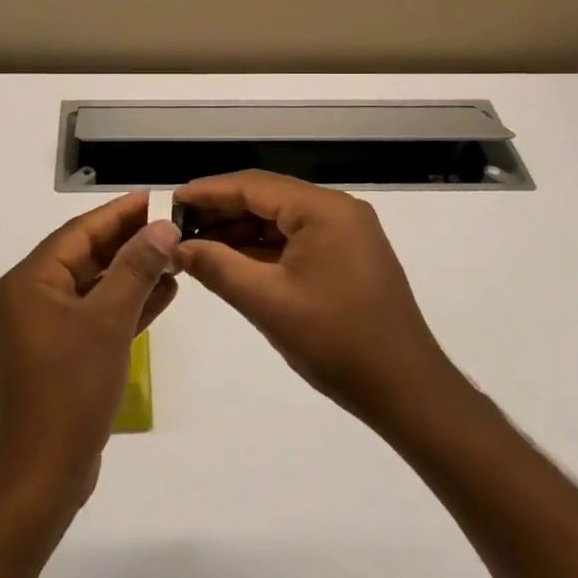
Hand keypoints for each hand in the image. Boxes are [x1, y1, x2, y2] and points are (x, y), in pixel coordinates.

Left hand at [0, 191, 179, 527]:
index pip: (79, 232)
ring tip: (175, 258)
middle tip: (172, 227)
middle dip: (130, 243)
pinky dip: (126, 305)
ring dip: (133, 273)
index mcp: (31, 281)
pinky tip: (162, 296)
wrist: (40, 476)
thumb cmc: (69, 389)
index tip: (154, 198)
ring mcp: (46, 329)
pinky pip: (96, 316)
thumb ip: (135, 269)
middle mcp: (33, 298)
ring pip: (95, 287)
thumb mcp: (107, 322)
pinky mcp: (61, 356)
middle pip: (87, 257)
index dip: (119, 213)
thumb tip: (162, 227)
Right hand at [174, 171, 465, 433]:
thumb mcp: (267, 302)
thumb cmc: (336, 342)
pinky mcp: (349, 258)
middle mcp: (338, 211)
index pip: (253, 186)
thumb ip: (217, 267)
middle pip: (268, 199)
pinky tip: (232, 262)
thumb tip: (177, 247)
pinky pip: (297, 241)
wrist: (407, 391)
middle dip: (222, 212)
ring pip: (281, 221)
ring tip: (197, 246)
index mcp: (324, 211)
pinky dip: (264, 249)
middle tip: (178, 228)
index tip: (170, 201)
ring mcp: (347, 234)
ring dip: (240, 232)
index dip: (208, 193)